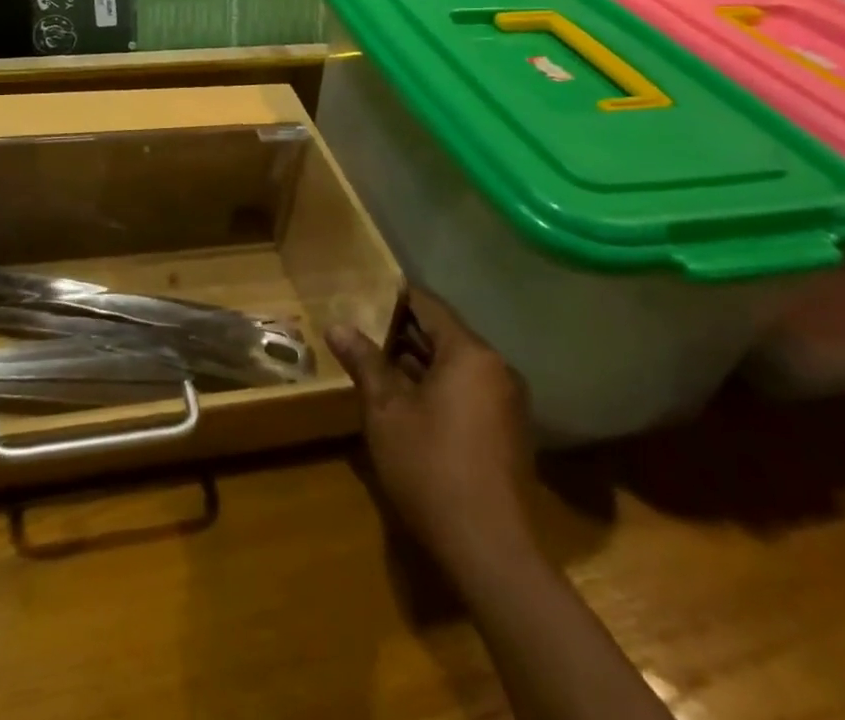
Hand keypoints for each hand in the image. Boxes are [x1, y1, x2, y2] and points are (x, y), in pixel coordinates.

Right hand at [327, 289, 533, 569]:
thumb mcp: (386, 410)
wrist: (491, 553)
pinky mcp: (507, 435)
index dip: (395, 297)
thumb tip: (337, 326)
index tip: (364, 291)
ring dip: (418, 362)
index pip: (429, 306)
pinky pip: (468, 392)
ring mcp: (507, 404)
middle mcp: (497, 370)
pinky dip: (437, 388)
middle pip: (444, 335)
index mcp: (471, 354)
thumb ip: (364, 362)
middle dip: (403, 331)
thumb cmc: (432, 467)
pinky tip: (406, 402)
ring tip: (376, 362)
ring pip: (455, 366)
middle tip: (362, 327)